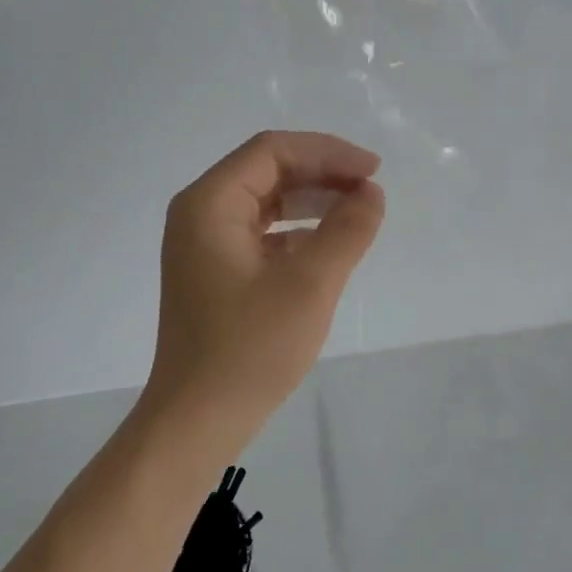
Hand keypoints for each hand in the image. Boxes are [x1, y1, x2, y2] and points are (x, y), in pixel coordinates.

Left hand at [145, 131, 385, 431]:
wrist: (198, 419)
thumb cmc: (250, 348)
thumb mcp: (310, 284)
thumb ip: (347, 230)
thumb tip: (371, 194)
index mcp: (210, 204)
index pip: (273, 151)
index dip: (328, 153)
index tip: (374, 171)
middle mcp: (200, 215)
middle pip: (267, 172)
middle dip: (321, 175)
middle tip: (370, 191)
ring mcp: (204, 247)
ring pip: (265, 204)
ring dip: (311, 202)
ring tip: (357, 213)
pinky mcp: (215, 275)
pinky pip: (260, 236)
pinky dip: (296, 233)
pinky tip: (328, 248)